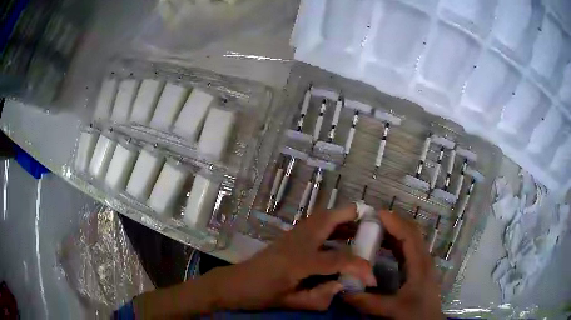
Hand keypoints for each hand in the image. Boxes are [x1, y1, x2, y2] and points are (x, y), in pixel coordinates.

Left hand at [206, 205, 375, 310]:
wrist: (236, 283)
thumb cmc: (262, 294)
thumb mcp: (292, 302)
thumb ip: (321, 297)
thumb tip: (344, 285)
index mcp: (300, 260)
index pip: (339, 259)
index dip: (360, 267)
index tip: (372, 278)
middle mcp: (299, 241)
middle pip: (331, 217)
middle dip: (355, 217)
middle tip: (374, 226)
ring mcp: (294, 234)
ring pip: (324, 216)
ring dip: (344, 218)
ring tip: (362, 229)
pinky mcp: (291, 235)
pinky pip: (318, 223)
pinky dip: (334, 224)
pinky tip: (341, 237)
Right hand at [343, 210, 442, 318]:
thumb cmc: (415, 315)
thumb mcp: (392, 310)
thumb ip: (367, 302)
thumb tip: (342, 292)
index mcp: (420, 265)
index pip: (409, 235)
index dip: (394, 222)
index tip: (376, 214)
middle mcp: (422, 259)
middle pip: (411, 232)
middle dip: (393, 222)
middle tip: (371, 218)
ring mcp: (421, 263)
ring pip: (410, 239)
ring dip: (394, 231)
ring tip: (373, 228)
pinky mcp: (417, 269)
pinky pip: (406, 249)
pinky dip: (394, 243)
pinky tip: (381, 247)